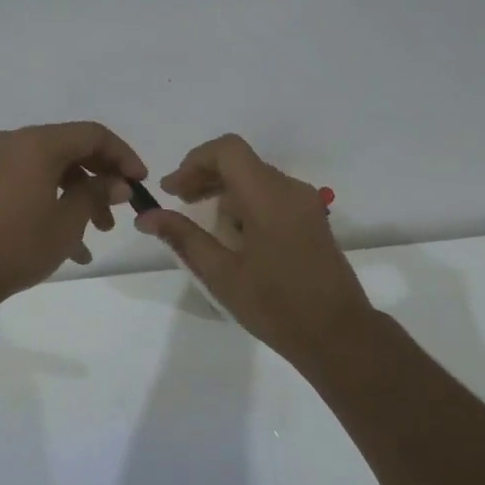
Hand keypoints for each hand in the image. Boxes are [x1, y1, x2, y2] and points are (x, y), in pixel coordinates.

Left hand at [0, 122, 146, 309]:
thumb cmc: (17, 243)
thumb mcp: (68, 221)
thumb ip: (96, 194)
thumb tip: (118, 183)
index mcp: (37, 143)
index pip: (93, 135)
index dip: (123, 156)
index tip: (139, 183)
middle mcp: (16, 143)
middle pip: (72, 150)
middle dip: (101, 180)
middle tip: (119, 211)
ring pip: (53, 170)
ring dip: (80, 197)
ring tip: (98, 234)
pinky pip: (32, 184)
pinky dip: (54, 204)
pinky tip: (71, 248)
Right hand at [135, 134, 374, 361]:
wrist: (338, 335)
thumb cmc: (277, 306)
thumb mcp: (221, 274)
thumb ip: (184, 238)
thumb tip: (146, 217)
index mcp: (268, 196)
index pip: (227, 150)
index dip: (194, 161)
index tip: (172, 190)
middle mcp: (290, 189)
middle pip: (241, 161)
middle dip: (204, 175)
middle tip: (178, 202)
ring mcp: (305, 203)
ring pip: (256, 177)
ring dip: (224, 189)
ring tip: (201, 221)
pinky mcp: (311, 219)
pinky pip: (272, 195)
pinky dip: (245, 202)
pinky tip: (232, 234)